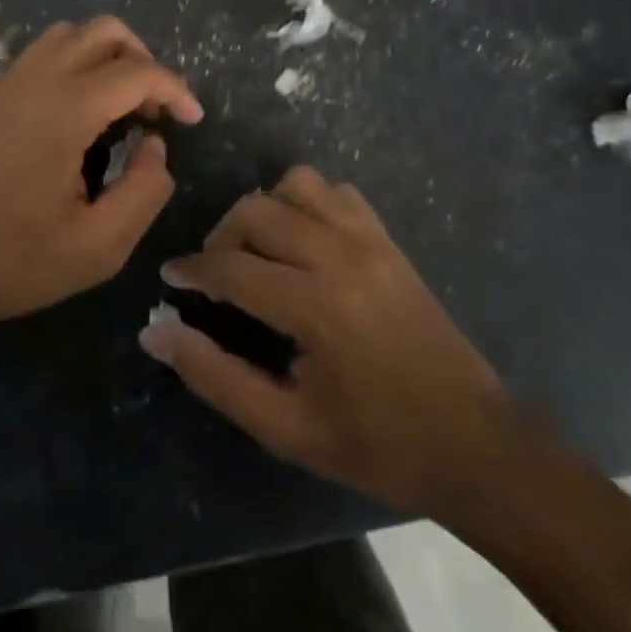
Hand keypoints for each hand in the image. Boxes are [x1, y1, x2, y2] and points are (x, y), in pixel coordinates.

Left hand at [0, 17, 202, 336]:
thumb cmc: (11, 262)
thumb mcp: (97, 248)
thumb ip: (145, 191)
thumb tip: (154, 146)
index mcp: (63, 111)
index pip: (137, 72)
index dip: (175, 89)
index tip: (192, 120)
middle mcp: (32, 81)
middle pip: (103, 32)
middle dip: (142, 61)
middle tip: (153, 110)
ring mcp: (2, 85)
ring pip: (66, 37)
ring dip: (104, 57)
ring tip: (118, 107)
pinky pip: (38, 58)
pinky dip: (72, 67)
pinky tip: (74, 119)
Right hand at [140, 166, 516, 516]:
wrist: (475, 445)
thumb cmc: (376, 445)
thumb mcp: (285, 428)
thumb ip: (214, 376)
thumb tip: (155, 332)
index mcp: (315, 306)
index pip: (229, 267)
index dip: (190, 271)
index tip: (170, 280)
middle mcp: (340, 256)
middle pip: (255, 212)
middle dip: (221, 238)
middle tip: (214, 277)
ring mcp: (370, 241)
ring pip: (295, 186)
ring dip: (264, 212)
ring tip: (259, 253)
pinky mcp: (389, 240)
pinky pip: (336, 193)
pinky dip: (307, 204)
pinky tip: (303, 243)